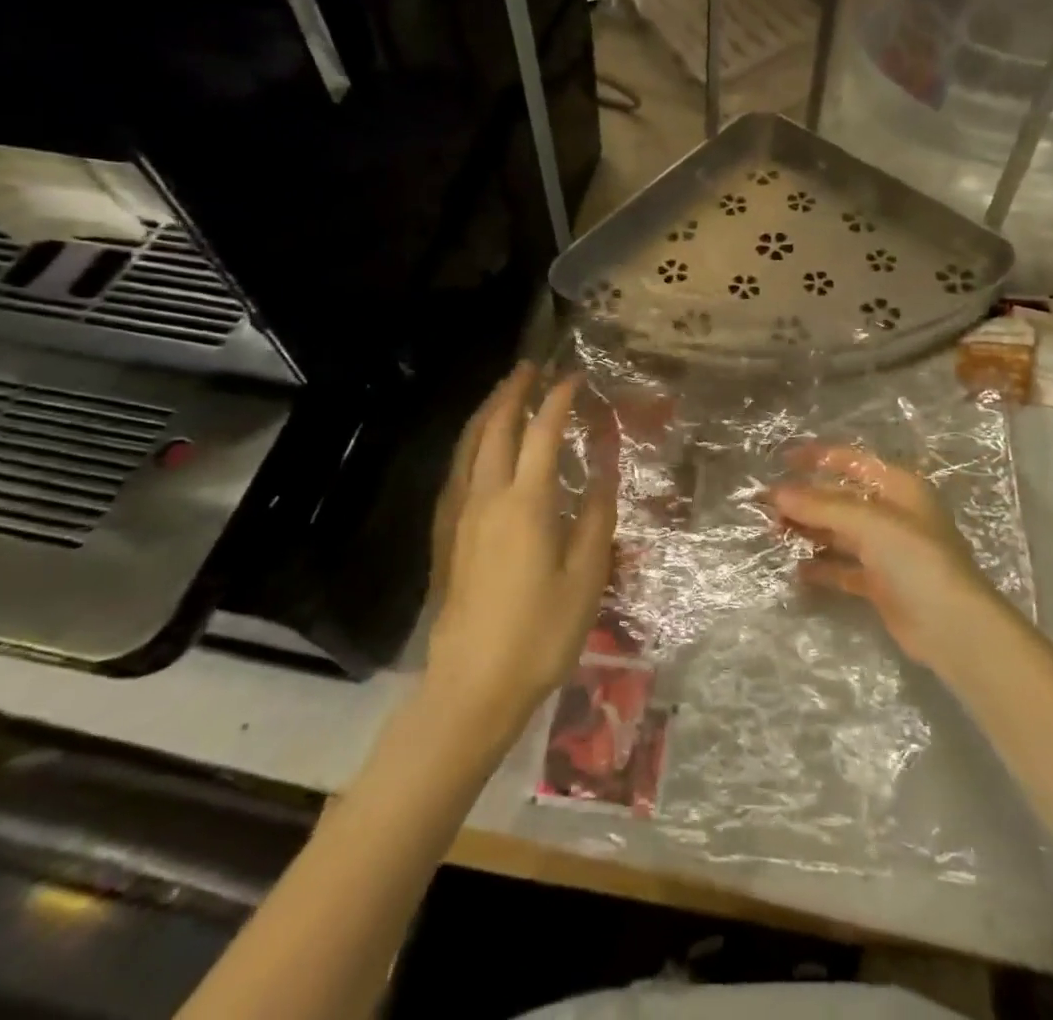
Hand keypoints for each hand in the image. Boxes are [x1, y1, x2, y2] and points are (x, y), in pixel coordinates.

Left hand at [426, 364, 617, 732]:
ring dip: (487, 411)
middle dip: (514, 392)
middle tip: (532, 367)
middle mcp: (487, 496)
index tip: (573, 377)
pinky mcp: (446, 535)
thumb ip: (597, 516)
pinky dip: (470, 442)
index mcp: (526, 502)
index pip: (542, 433)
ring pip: (469, 445)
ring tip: (505, 392)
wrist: (472, 685)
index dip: (558, 400)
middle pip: (496, 427)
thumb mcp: (586, 576)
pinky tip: (477, 447)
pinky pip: (456, 470)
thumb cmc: (540, 633)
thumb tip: (606, 468)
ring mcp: (460, 514)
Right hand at [773, 447, 1002, 670]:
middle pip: (840, 498)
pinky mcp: (880, 583)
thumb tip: (775, 492)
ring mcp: (887, 550)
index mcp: (898, 486)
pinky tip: (797, 569)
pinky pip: (843, 567)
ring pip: (839, 531)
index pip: (852, 461)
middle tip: (767, 506)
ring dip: (809, 530)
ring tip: (775, 533)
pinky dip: (821, 566)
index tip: (780, 460)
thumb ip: (821, 506)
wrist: (954, 627)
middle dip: (805, 499)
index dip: (817, 458)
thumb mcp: (869, 523)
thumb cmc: (916, 559)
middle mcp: (892, 513)